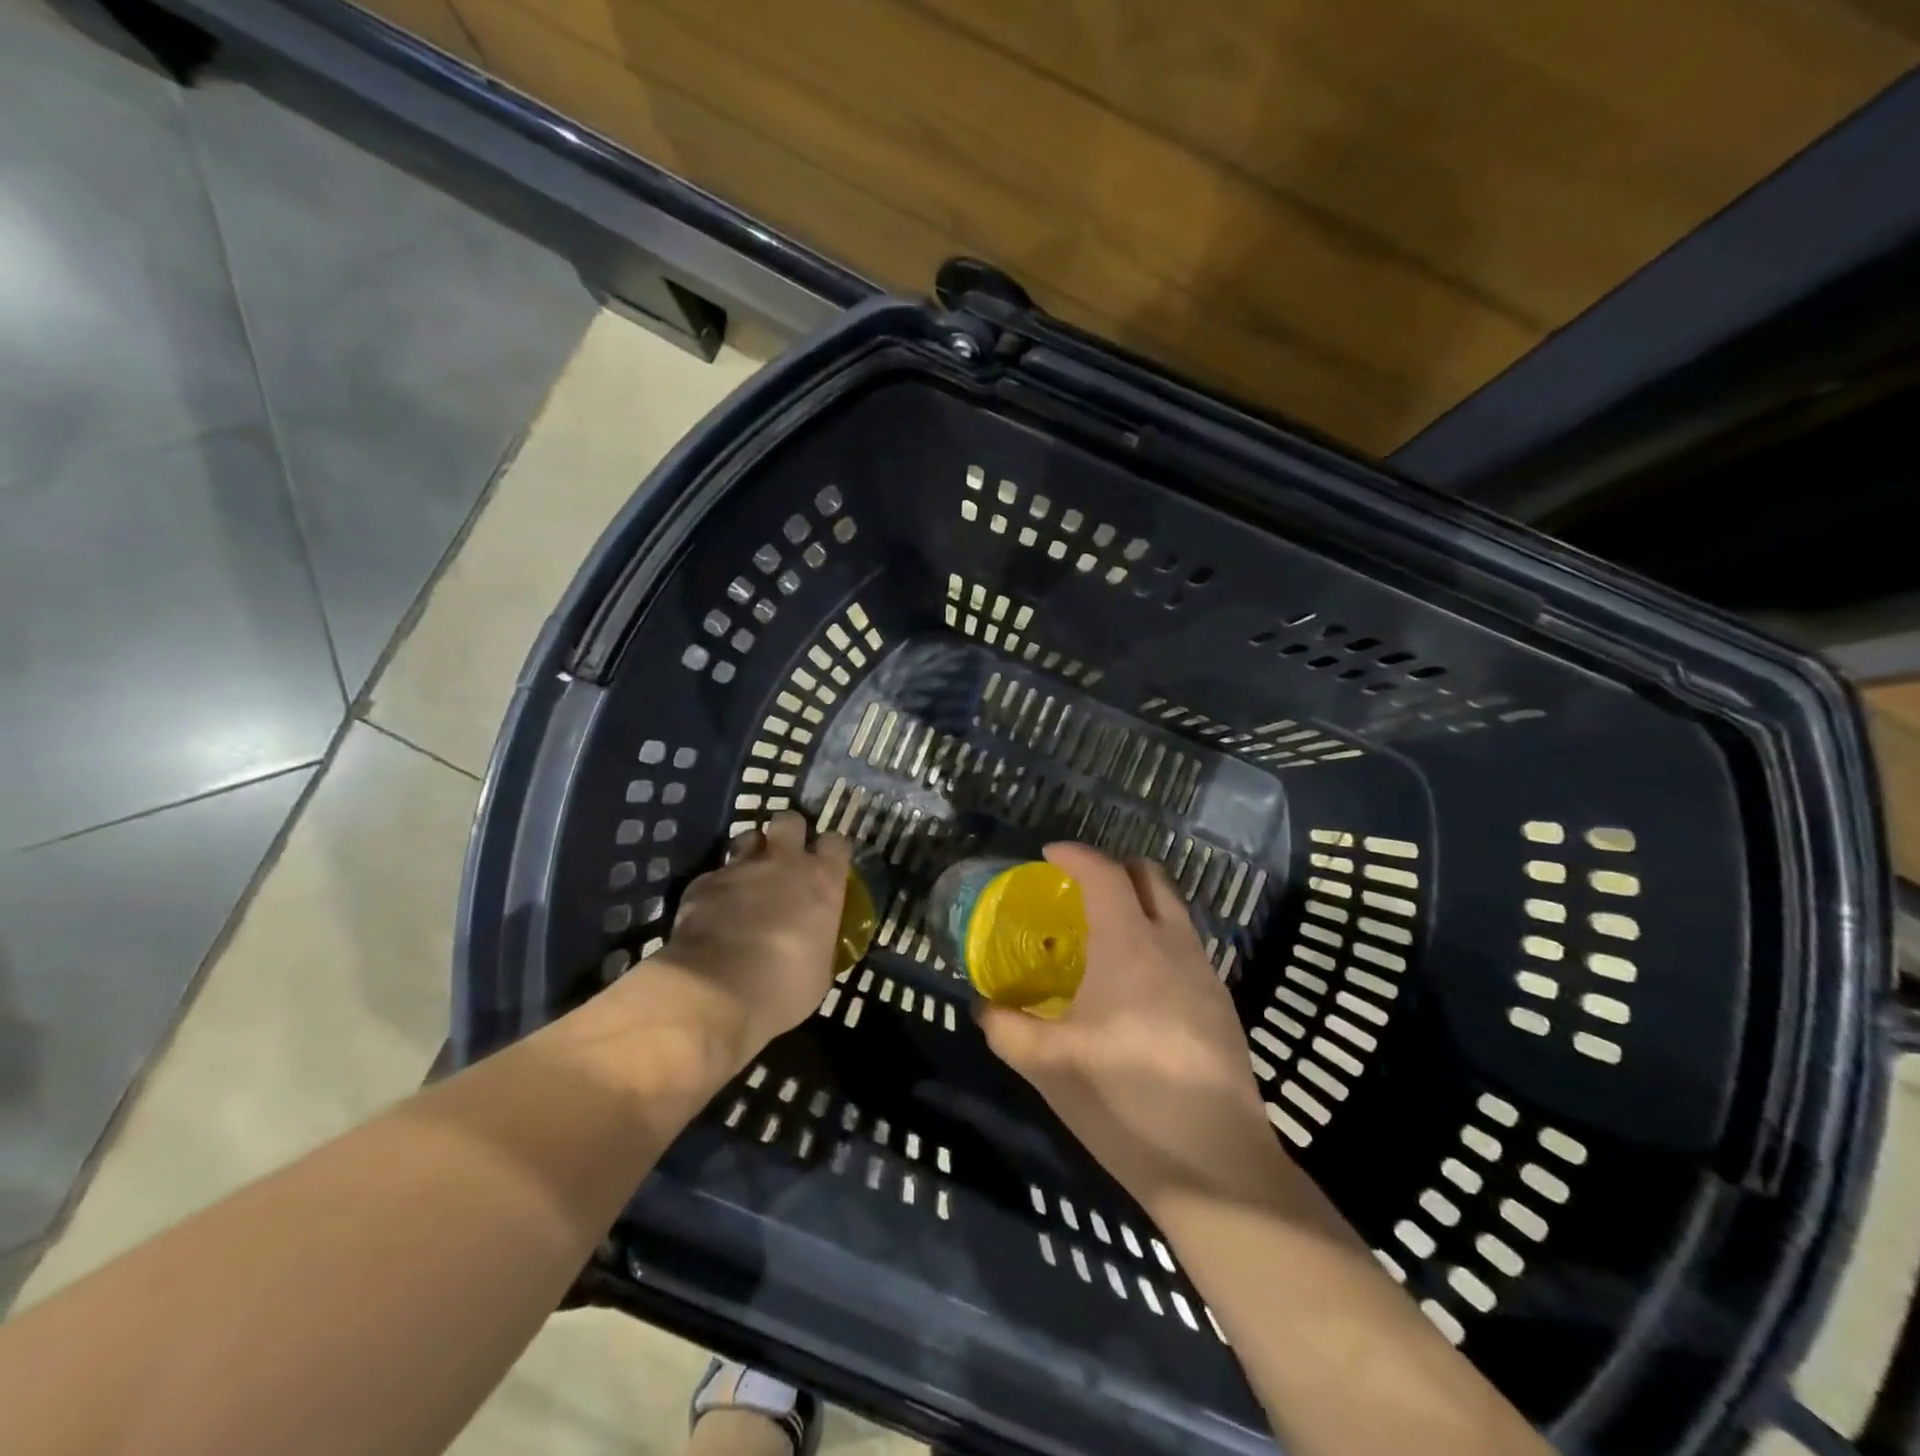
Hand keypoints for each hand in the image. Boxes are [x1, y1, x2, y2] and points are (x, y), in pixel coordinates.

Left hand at [640, 811, 851, 1071]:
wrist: (715, 991)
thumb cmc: (783, 987)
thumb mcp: (819, 972)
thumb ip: (819, 941)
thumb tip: (814, 942)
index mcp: (822, 881)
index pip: (837, 843)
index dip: (832, 852)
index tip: (828, 866)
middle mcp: (784, 863)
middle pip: (790, 821)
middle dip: (789, 834)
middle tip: (786, 859)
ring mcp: (740, 868)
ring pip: (749, 837)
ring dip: (752, 852)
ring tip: (749, 876)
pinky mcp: (703, 883)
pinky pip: (715, 873)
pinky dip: (718, 887)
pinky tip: (714, 910)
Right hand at [980, 843, 1286, 1213]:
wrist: (1215, 1166)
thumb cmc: (1124, 1101)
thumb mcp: (1047, 1067)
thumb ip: (1006, 1029)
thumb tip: (984, 1008)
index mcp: (1130, 945)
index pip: (1104, 874)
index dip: (1075, 855)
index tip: (1049, 855)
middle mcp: (1174, 945)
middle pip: (1151, 877)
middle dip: (1115, 868)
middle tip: (1080, 890)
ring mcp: (1206, 974)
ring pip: (1174, 911)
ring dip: (1140, 905)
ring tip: (1105, 939)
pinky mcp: (1223, 1006)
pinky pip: (1186, 948)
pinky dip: (1158, 941)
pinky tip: (1136, 987)